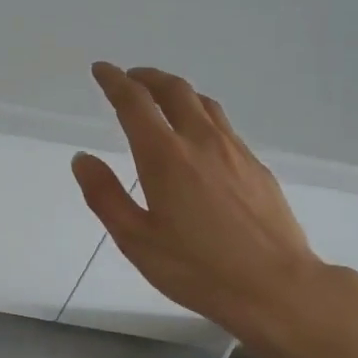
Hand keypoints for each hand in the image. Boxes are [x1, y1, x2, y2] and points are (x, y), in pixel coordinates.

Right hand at [72, 64, 353, 346]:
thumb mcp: (136, 240)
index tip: (101, 70)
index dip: (114, 82)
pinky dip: (201, 115)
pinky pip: (224, 126)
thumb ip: (104, 196)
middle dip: (147, 77)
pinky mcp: (257, 167)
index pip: (134, 103)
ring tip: (162, 100)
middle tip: (129, 78)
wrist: (275, 287)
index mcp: (165, 156)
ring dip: (177, 92)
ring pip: (203, 103)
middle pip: (173, 90)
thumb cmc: (197, 269)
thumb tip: (82, 158)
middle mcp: (201, 141)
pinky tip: (199, 139)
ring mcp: (235, 151)